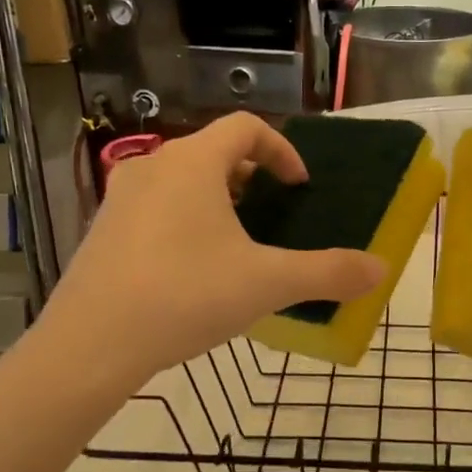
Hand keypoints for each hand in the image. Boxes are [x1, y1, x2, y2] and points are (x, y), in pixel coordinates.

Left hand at [37, 113, 384, 378]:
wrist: (90, 344)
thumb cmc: (186, 296)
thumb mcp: (267, 284)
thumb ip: (327, 272)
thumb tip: (381, 270)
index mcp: (193, 163)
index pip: (245, 127)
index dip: (281, 150)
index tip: (298, 186)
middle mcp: (153, 167)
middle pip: (212, 152)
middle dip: (250, 178)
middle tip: (271, 215)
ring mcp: (120, 198)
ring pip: (180, 181)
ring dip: (215, 201)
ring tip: (236, 245)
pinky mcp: (101, 231)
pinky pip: (154, 209)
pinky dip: (183, 222)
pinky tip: (192, 272)